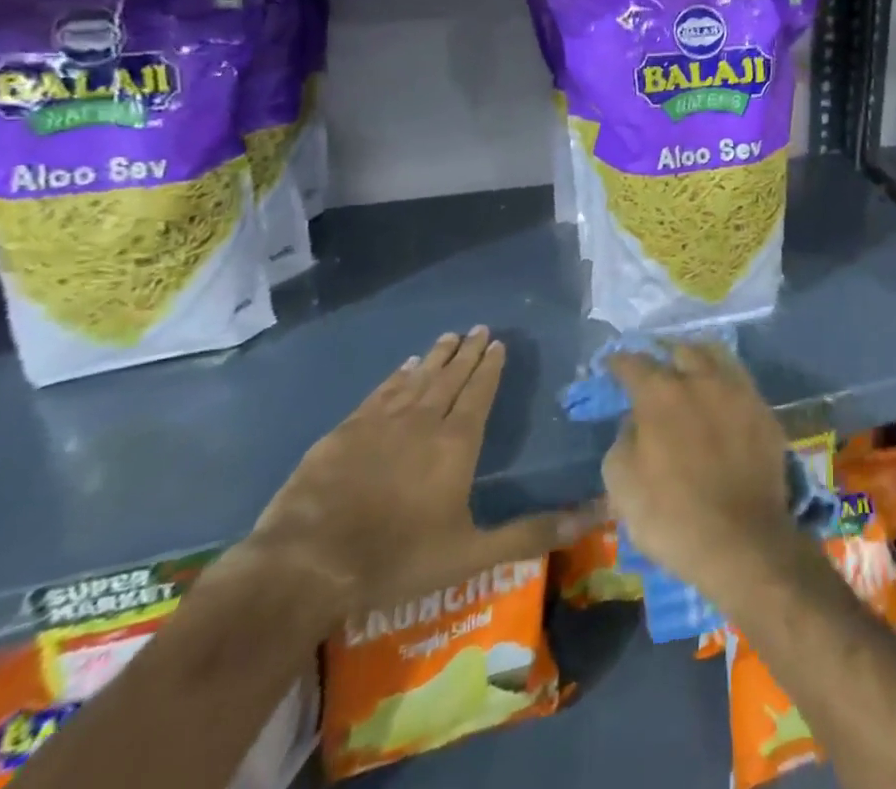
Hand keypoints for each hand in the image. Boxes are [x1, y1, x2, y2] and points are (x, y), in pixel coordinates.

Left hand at [249, 328, 600, 620]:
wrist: (305, 566)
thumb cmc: (396, 559)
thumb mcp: (470, 555)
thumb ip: (528, 535)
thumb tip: (590, 518)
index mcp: (457, 444)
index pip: (480, 392)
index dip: (490, 367)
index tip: (498, 342)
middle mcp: (424, 421)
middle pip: (451, 377)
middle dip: (468, 352)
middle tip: (479, 328)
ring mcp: (381, 423)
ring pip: (418, 379)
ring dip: (436, 357)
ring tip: (449, 337)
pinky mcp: (344, 432)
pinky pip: (380, 393)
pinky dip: (396, 377)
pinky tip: (404, 367)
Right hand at [602, 344, 794, 604]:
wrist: (743, 541)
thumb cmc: (672, 517)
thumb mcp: (622, 485)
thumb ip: (623, 441)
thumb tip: (635, 421)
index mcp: (661, 394)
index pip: (635, 364)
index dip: (620, 363)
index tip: (613, 364)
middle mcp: (702, 380)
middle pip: (682, 351)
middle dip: (666, 357)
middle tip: (658, 371)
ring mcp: (738, 392)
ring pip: (717, 357)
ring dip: (700, 360)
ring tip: (692, 373)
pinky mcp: (764, 411)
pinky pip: (741, 384)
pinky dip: (726, 385)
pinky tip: (722, 400)